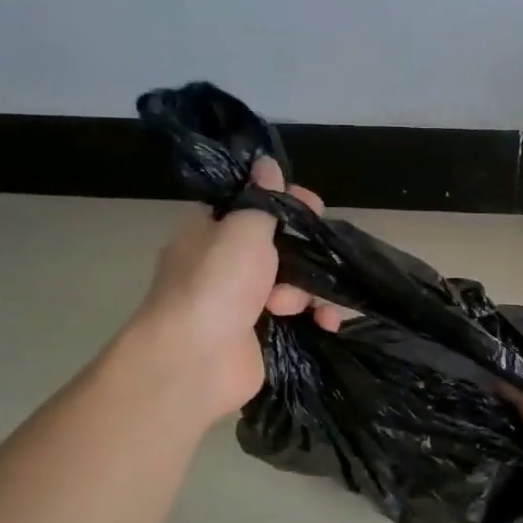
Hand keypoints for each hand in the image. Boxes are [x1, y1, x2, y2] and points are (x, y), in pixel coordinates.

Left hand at [124, 158, 341, 424]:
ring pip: (296, 284)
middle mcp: (227, 264)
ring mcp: (245, 303)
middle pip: (282, 247)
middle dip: (305, 255)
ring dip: (309, 292)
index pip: (254, 205)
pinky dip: (315, 318)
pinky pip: (300, 318)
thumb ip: (262, 199)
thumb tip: (266, 162)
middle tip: (320, 258)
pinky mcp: (263, 336)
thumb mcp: (242, 229)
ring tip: (300, 307)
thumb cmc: (215, 285)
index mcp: (212, 231)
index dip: (287, 203)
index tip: (314, 207)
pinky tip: (327, 324)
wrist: (195, 360)